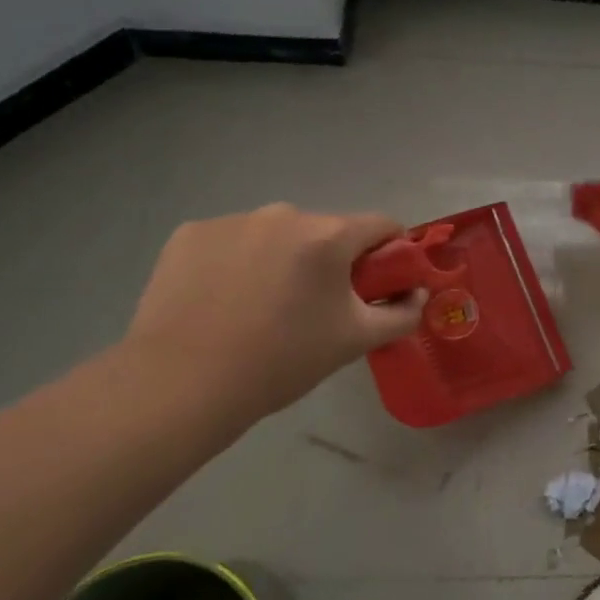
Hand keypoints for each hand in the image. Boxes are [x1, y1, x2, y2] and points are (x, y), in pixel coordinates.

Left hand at [122, 204, 423, 424]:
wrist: (181, 385)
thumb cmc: (281, 361)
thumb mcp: (355, 341)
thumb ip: (401, 314)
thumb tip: (418, 295)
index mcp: (327, 235)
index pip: (381, 225)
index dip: (391, 252)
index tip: (380, 284)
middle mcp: (282, 214)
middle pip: (326, 230)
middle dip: (331, 260)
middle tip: (318, 307)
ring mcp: (232, 220)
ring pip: (276, 234)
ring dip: (283, 259)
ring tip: (263, 307)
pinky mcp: (189, 234)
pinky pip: (232, 240)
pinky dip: (238, 261)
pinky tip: (224, 299)